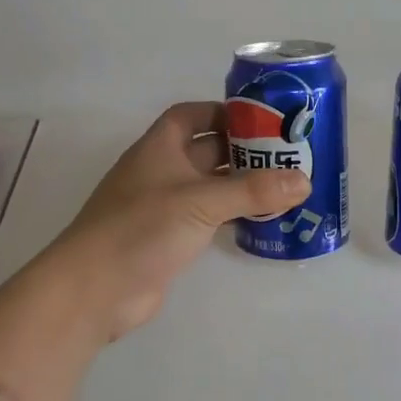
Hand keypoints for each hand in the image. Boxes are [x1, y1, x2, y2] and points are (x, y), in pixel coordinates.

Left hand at [50, 102, 308, 342]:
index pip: (190, 116)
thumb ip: (253, 191)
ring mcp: (163, 207)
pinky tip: (261, 221)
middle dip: (242, 151)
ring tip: (285, 187)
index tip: (260, 120)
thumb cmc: (142, 228)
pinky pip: (206, 218)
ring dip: (240, 186)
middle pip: (205, 150)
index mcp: (159, 148)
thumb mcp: (201, 202)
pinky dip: (231, 216)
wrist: (96, 288)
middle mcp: (160, 171)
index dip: (222, 112)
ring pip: (209, 187)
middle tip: (287, 155)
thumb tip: (305, 181)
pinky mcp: (168, 239)